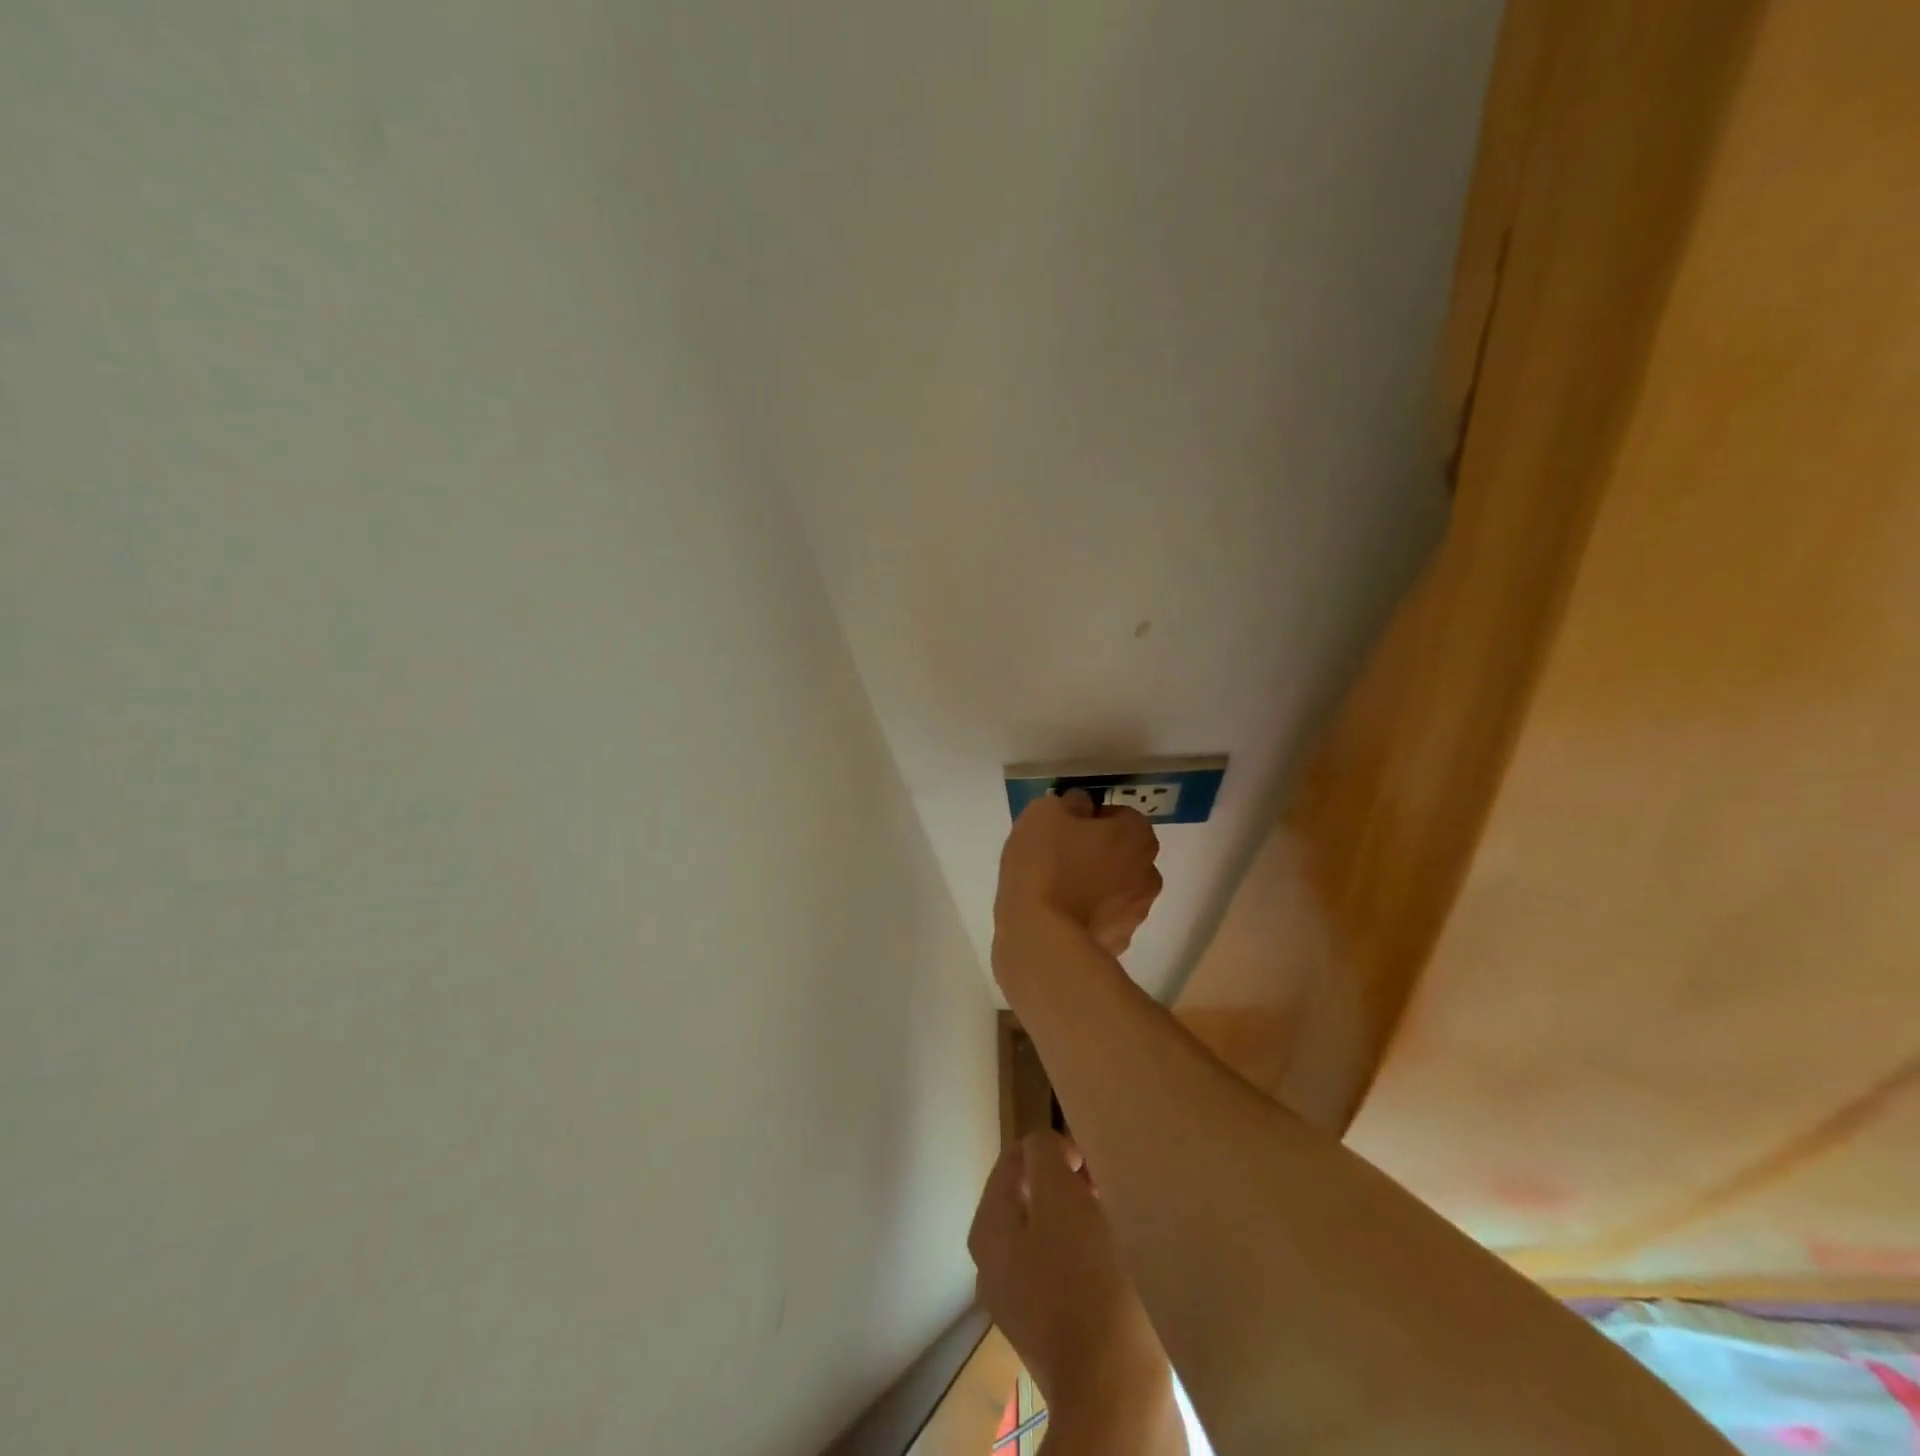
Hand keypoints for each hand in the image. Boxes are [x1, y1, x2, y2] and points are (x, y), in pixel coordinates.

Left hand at [968, 1131, 1177, 1432]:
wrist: (1117, 1397)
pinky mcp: (1054, 1333)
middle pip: (1030, 1198)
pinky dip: (1088, 1258)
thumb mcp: (1060, 1197)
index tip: (1091, 1161)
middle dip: (1066, 1184)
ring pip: (1050, 1235)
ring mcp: (1022, 1304)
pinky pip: (1066, 1272)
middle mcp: (994, 1265)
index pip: (1014, 1161)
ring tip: (1113, 1222)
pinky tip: (1116, 1264)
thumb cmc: (1085, 1282)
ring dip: (1080, 1220)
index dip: (1053, 1149)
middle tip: (1104, 1189)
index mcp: (988, 1230)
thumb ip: (1044, 1155)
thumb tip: (1046, 1149)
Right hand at [994, 790, 1162, 958]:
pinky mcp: (1119, 944)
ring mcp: (1137, 913)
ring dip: (1095, 885)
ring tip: (1056, 890)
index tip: (1064, 828)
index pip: (1120, 815)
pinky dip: (1087, 915)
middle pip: (1123, 853)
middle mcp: (1148, 872)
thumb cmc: (1045, 864)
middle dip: (1099, 852)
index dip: (1091, 818)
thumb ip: (1070, 803)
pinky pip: (1103, 918)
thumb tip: (1082, 806)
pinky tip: (1059, 916)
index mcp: (1137, 835)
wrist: (1041, 938)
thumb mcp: (1045, 813)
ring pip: (1115, 887)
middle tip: (1060, 856)